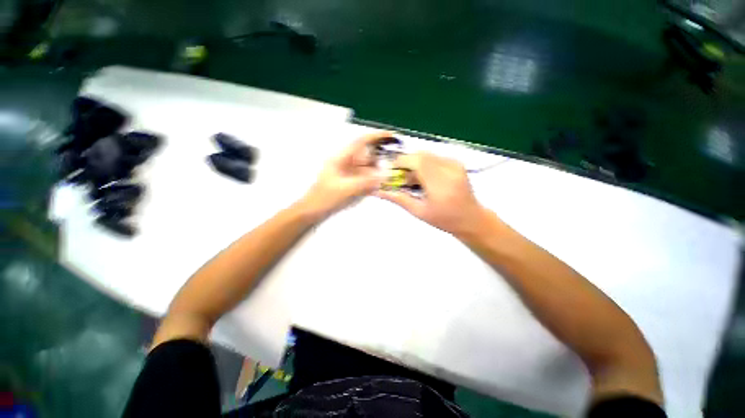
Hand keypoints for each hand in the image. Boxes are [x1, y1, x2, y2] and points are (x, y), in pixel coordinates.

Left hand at [299, 132, 388, 220]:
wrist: (313, 211)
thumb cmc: (325, 198)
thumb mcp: (346, 189)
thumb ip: (366, 182)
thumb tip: (385, 175)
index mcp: (341, 158)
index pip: (360, 142)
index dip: (375, 137)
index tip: (391, 135)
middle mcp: (345, 162)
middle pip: (366, 154)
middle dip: (380, 155)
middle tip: (395, 160)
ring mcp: (348, 172)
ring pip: (366, 166)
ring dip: (377, 169)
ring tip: (390, 173)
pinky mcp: (350, 182)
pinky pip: (365, 177)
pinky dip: (373, 179)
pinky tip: (379, 183)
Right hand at [375, 152, 485, 235]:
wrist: (471, 218)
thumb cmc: (444, 220)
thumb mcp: (418, 211)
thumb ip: (398, 198)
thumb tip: (378, 191)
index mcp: (440, 184)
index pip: (417, 161)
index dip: (401, 162)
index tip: (391, 171)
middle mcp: (449, 169)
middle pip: (421, 155)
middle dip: (406, 163)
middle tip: (402, 179)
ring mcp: (455, 164)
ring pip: (426, 155)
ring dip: (415, 164)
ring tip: (413, 181)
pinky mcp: (456, 162)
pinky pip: (434, 157)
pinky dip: (424, 165)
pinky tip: (425, 179)